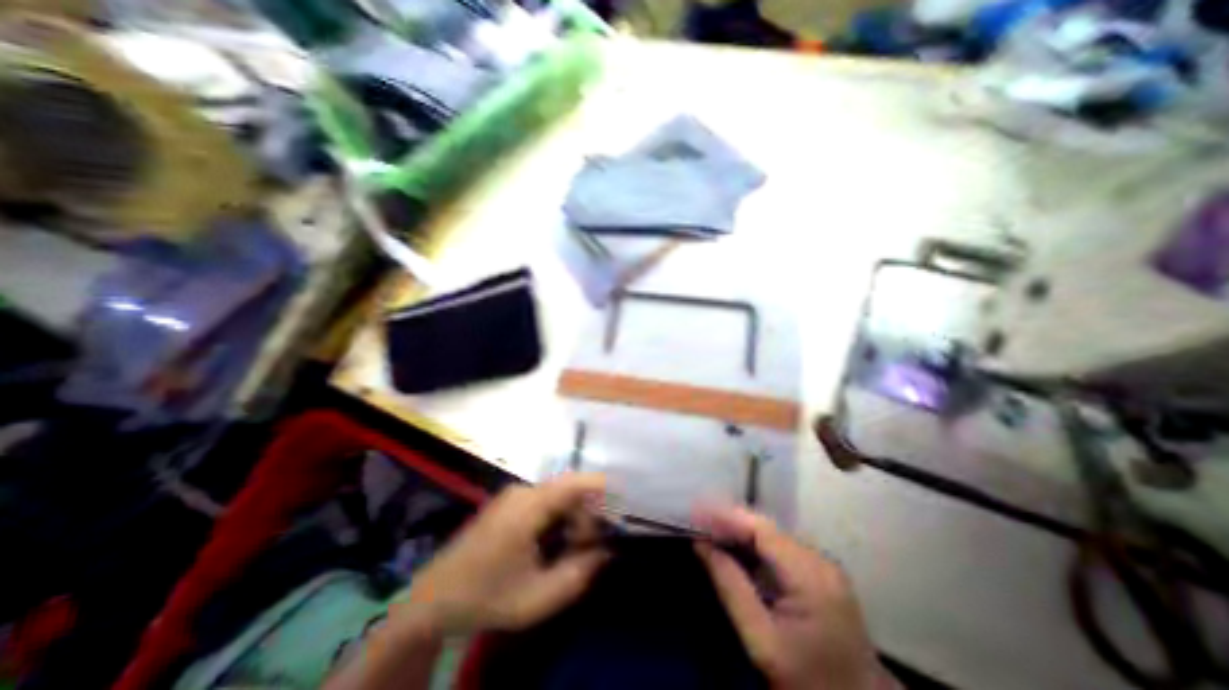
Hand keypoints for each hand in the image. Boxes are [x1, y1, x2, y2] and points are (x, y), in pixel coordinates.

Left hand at [399, 475, 607, 636]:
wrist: (432, 600)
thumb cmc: (485, 598)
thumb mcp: (537, 599)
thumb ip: (578, 575)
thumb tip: (606, 552)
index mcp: (528, 508)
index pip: (574, 483)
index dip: (601, 488)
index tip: (621, 504)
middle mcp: (522, 491)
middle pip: (568, 491)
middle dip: (586, 514)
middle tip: (590, 546)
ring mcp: (513, 495)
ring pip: (557, 496)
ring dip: (571, 518)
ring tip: (571, 549)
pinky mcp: (508, 502)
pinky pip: (543, 501)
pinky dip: (557, 517)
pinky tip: (552, 543)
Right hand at [696, 506, 888, 689]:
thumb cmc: (809, 682)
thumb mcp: (762, 642)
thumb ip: (731, 587)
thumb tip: (701, 544)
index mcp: (811, 576)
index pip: (762, 530)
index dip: (727, 517)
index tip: (696, 513)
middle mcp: (820, 561)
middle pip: (766, 528)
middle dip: (729, 520)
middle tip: (696, 518)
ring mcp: (822, 565)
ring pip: (770, 535)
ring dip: (738, 530)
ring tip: (707, 527)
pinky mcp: (818, 573)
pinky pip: (778, 548)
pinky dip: (751, 544)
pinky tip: (731, 546)